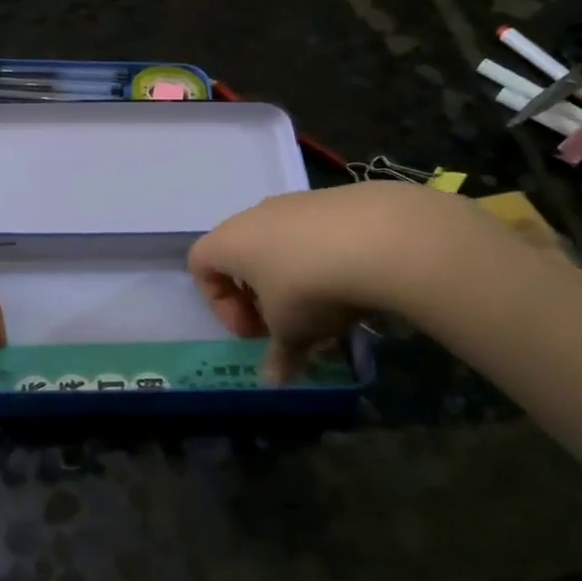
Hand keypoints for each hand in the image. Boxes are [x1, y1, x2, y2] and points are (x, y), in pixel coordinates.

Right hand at [187, 183, 532, 381]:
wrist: (381, 237)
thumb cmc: (310, 287)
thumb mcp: (292, 331)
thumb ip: (278, 356)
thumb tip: (273, 382)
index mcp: (229, 242)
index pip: (200, 265)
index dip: (219, 303)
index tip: (253, 330)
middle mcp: (255, 215)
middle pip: (242, 253)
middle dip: (258, 292)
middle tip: (283, 322)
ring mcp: (296, 202)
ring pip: (281, 241)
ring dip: (293, 275)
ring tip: (324, 306)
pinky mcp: (336, 198)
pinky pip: (317, 231)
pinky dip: (325, 257)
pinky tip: (354, 281)